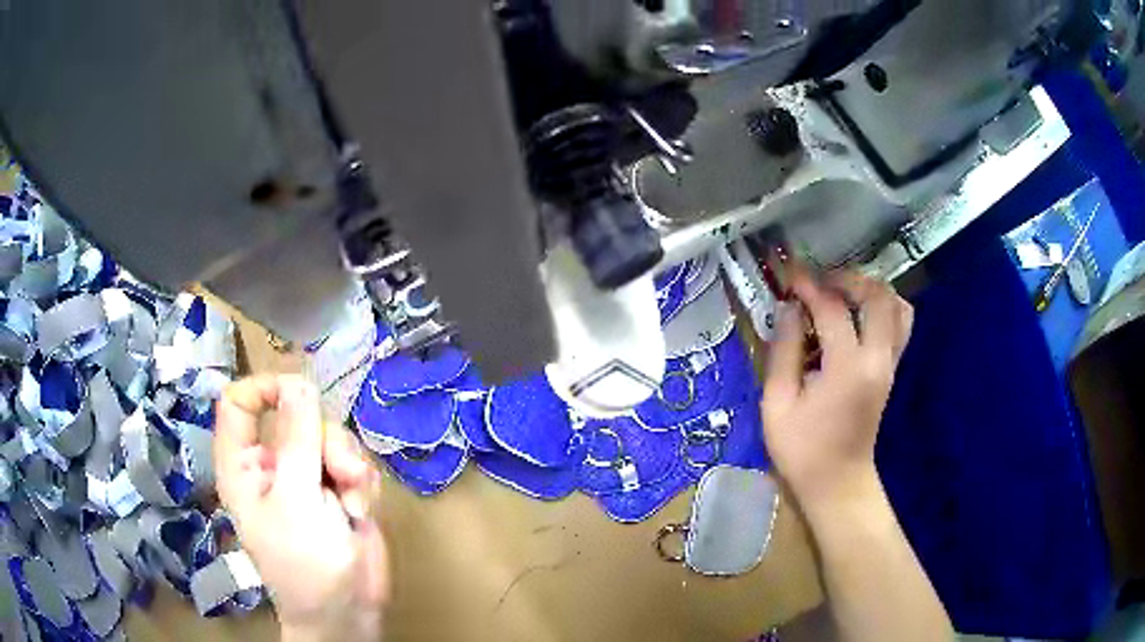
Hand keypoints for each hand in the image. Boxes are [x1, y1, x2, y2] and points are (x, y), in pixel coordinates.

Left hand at [213, 375, 388, 641]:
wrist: (348, 612)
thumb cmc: (307, 565)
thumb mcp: (297, 501)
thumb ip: (297, 440)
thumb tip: (299, 382)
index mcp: (244, 466)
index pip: (239, 402)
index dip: (265, 388)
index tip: (302, 394)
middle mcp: (272, 465)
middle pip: (298, 416)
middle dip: (327, 443)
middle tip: (343, 476)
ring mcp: (306, 477)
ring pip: (331, 437)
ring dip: (350, 466)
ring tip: (354, 506)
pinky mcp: (337, 489)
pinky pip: (353, 461)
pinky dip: (363, 484)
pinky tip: (361, 513)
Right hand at [761, 264, 913, 510]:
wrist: (837, 483)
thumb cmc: (802, 449)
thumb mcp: (777, 403)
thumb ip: (784, 350)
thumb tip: (789, 308)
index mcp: (848, 368)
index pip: (833, 308)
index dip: (809, 286)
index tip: (789, 275)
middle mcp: (878, 359)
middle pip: (877, 296)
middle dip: (847, 278)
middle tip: (818, 282)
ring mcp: (890, 364)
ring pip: (896, 306)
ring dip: (869, 290)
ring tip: (841, 294)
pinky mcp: (892, 370)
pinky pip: (900, 324)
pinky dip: (882, 308)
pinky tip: (857, 315)